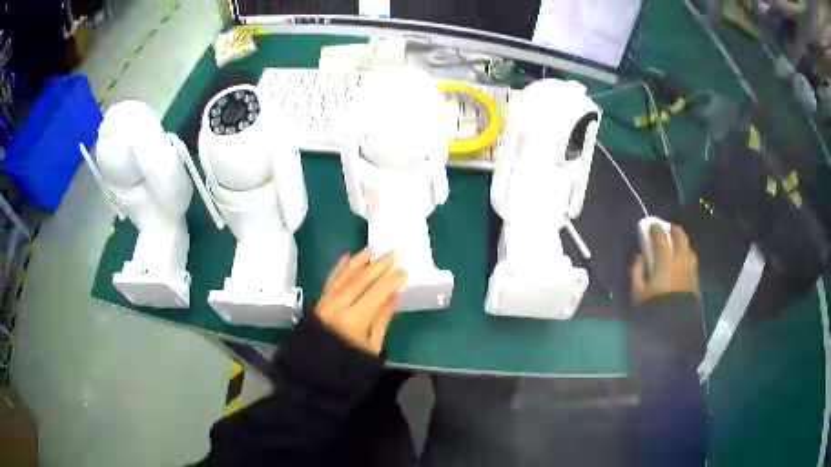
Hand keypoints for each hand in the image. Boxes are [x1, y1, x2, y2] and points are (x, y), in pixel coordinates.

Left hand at [315, 249, 407, 354]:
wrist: (315, 371)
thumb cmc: (349, 364)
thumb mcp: (372, 347)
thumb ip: (382, 319)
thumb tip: (393, 294)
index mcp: (353, 321)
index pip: (376, 293)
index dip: (391, 280)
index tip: (404, 270)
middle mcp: (337, 306)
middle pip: (360, 280)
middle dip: (378, 265)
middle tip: (393, 253)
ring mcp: (325, 302)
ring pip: (344, 275)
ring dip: (360, 260)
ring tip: (373, 249)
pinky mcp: (319, 301)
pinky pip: (331, 279)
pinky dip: (340, 267)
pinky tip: (348, 257)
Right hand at [631, 224, 698, 303]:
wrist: (673, 329)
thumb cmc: (653, 310)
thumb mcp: (638, 294)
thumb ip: (636, 273)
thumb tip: (638, 257)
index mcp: (664, 264)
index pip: (661, 239)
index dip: (656, 230)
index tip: (651, 226)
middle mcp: (680, 263)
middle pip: (681, 238)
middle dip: (674, 230)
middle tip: (669, 227)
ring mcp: (689, 272)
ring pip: (690, 249)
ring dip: (684, 242)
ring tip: (678, 244)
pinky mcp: (695, 281)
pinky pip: (693, 262)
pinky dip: (688, 256)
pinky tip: (685, 261)